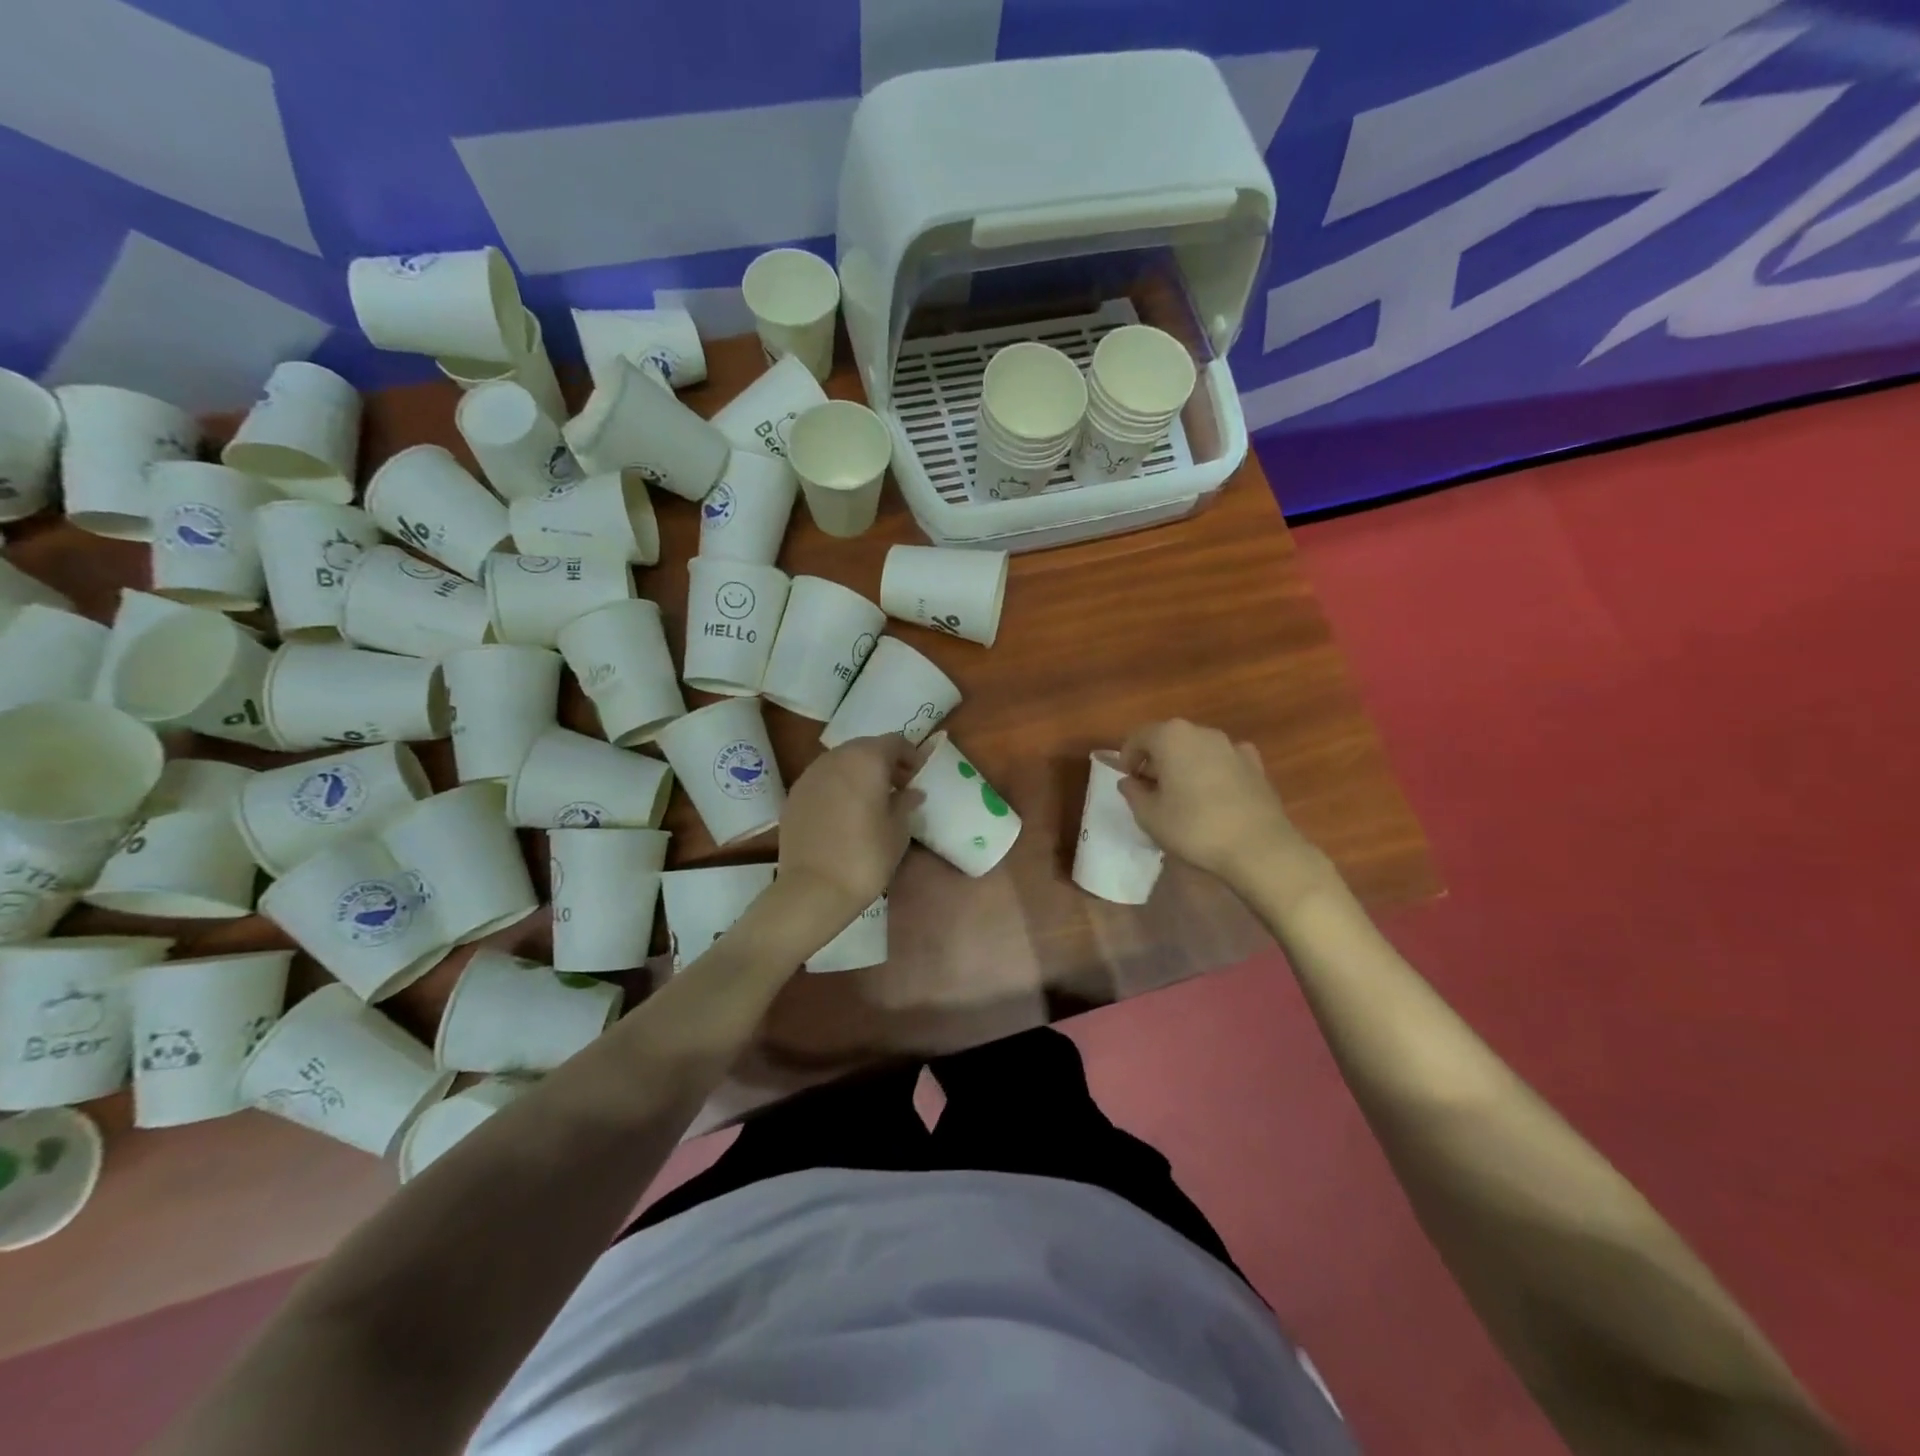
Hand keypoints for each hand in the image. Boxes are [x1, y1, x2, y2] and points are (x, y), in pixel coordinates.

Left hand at [774, 734, 920, 933]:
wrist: (814, 889)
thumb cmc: (866, 857)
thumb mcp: (898, 830)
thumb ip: (905, 802)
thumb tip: (912, 792)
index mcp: (866, 759)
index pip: (894, 742)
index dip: (910, 755)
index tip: (918, 776)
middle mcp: (835, 758)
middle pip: (865, 747)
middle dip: (884, 762)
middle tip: (899, 787)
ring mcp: (810, 775)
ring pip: (841, 762)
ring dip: (859, 773)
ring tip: (872, 800)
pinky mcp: (794, 794)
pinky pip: (823, 780)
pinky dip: (838, 786)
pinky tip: (846, 812)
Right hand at [1117, 720, 1326, 898]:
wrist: (1258, 847)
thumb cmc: (1194, 828)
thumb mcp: (1149, 816)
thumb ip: (1133, 793)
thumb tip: (1129, 781)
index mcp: (1171, 737)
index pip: (1138, 736)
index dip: (1127, 758)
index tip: (1128, 781)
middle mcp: (1202, 732)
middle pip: (1169, 739)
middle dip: (1156, 760)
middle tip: (1151, 791)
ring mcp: (1233, 746)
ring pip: (1197, 749)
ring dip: (1184, 765)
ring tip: (1182, 796)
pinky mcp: (1255, 765)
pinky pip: (1223, 761)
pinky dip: (1212, 771)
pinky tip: (1214, 796)